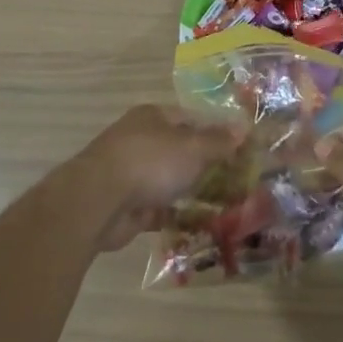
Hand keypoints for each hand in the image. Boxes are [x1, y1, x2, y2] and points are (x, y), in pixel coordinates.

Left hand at [76, 104, 239, 250]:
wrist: (99, 202)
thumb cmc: (150, 162)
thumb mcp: (192, 147)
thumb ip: (218, 141)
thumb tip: (243, 128)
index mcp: (153, 117)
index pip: (192, 118)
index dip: (217, 131)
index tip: (242, 148)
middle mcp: (141, 140)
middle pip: (181, 150)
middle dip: (207, 164)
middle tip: (239, 179)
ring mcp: (132, 173)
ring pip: (171, 180)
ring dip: (194, 191)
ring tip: (227, 204)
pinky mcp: (129, 205)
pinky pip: (161, 209)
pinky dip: (178, 215)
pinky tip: (202, 224)